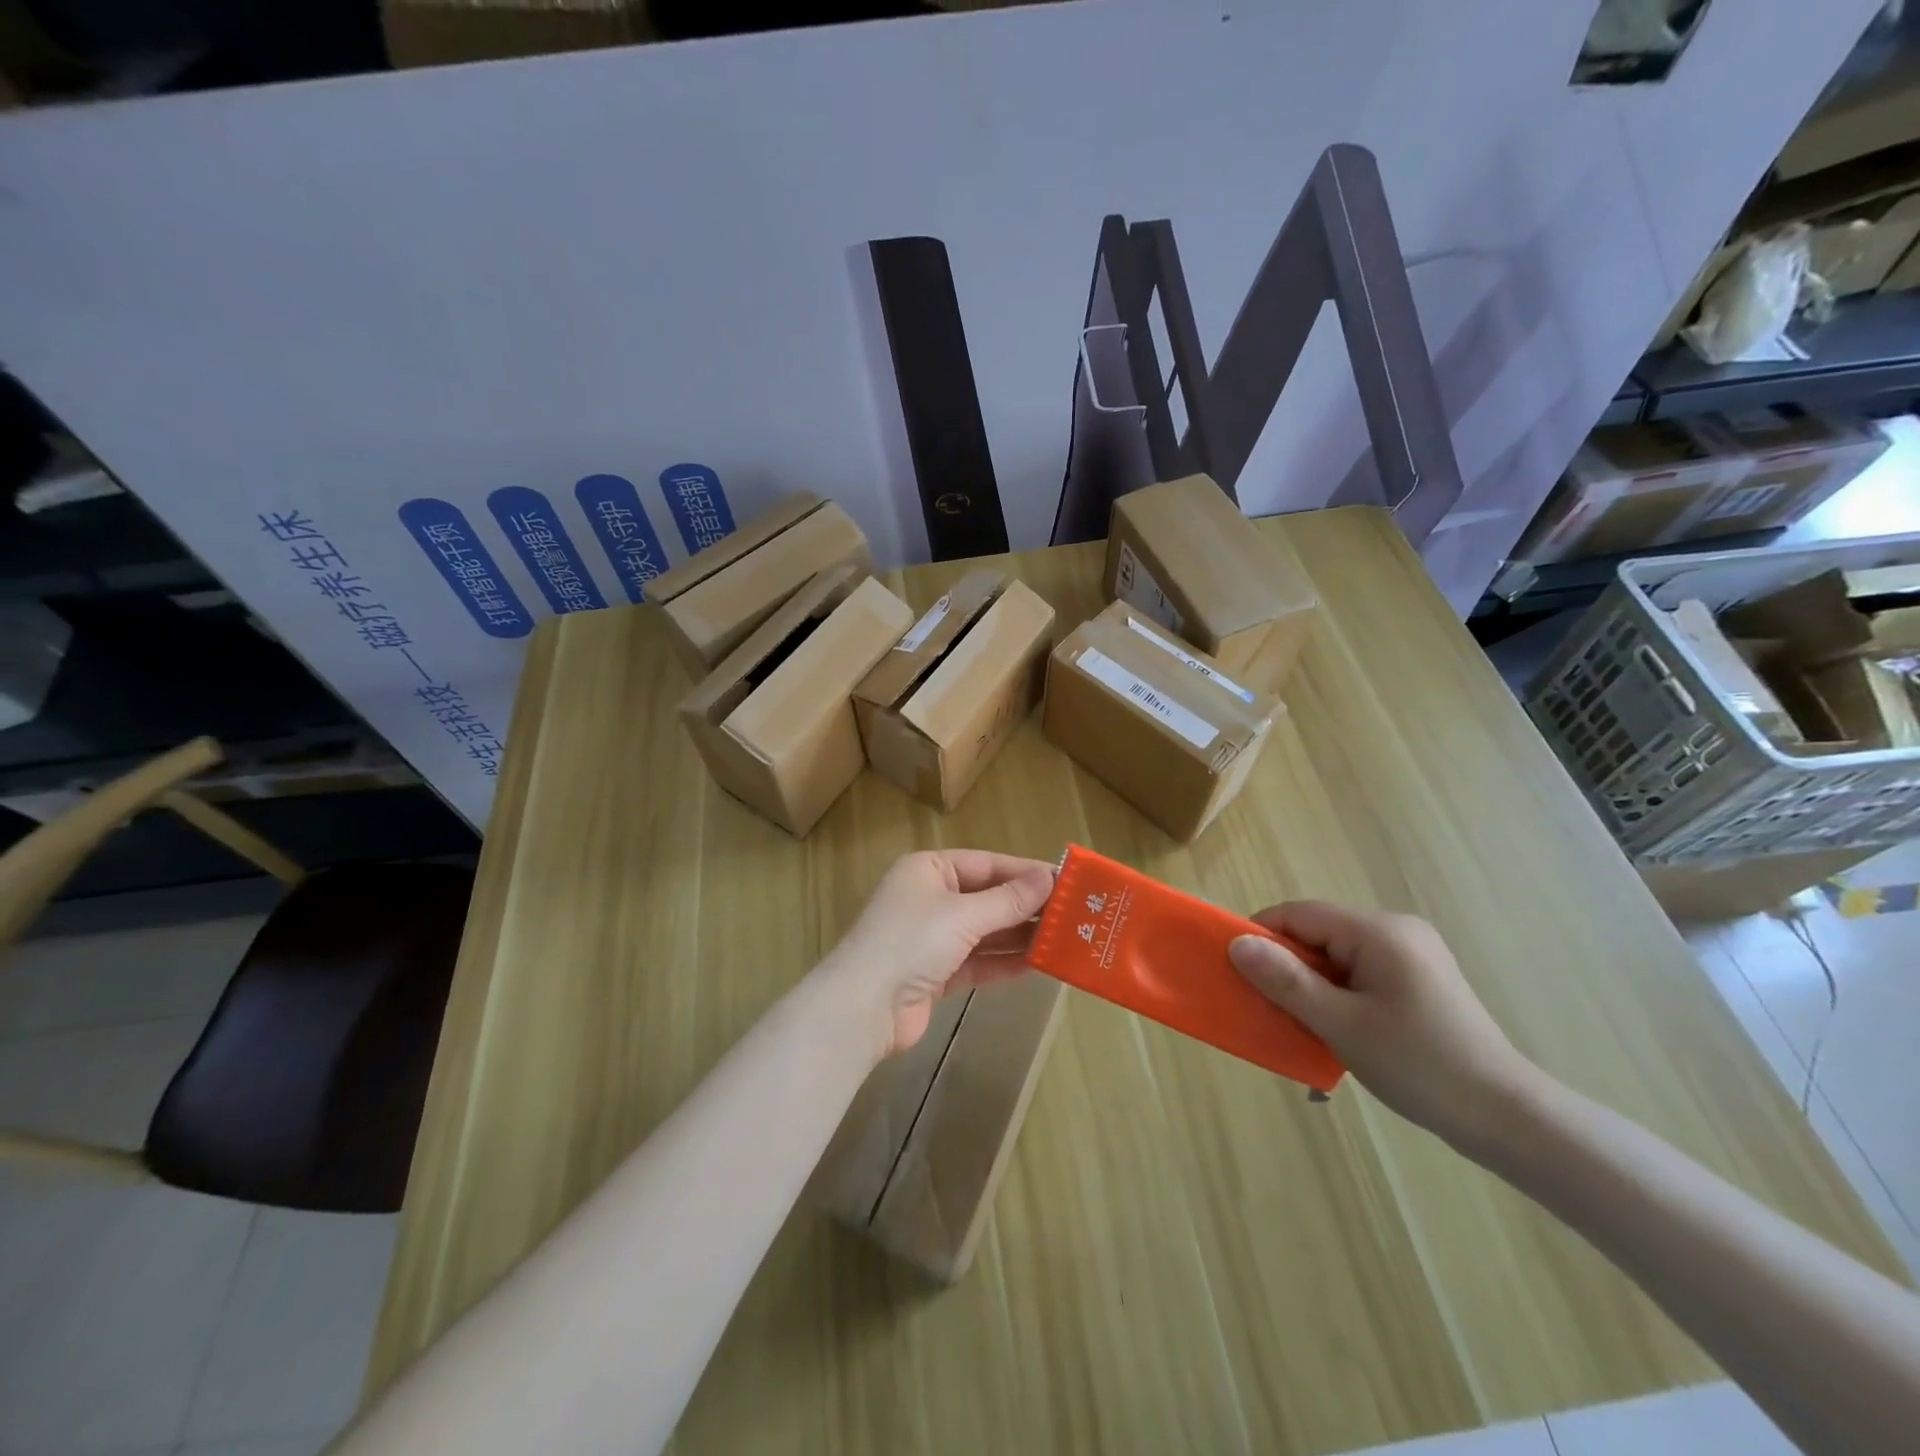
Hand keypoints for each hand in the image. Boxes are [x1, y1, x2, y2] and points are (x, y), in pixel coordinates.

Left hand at [819, 850, 1056, 1057]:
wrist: (862, 1009)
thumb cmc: (911, 942)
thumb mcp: (963, 915)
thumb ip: (1008, 899)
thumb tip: (1050, 877)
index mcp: (928, 870)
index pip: (987, 864)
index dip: (1026, 872)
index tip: (1067, 881)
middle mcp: (930, 898)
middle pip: (988, 898)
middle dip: (1027, 907)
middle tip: (1074, 914)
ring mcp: (932, 938)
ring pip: (986, 932)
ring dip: (1020, 936)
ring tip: (1064, 939)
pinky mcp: (936, 974)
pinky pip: (978, 961)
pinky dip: (1005, 962)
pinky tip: (1038, 965)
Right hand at [1228, 901, 1540, 1147]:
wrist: (1508, 1119)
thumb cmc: (1419, 1066)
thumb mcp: (1341, 1024)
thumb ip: (1286, 980)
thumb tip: (1237, 944)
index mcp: (1379, 931)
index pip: (1299, 914)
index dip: (1261, 936)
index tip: (1238, 973)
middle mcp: (1396, 930)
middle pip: (1317, 933)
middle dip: (1286, 965)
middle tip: (1269, 1007)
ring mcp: (1412, 954)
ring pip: (1336, 955)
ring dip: (1311, 984)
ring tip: (1302, 1024)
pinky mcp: (1419, 979)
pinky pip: (1359, 972)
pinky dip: (1337, 994)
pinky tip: (1336, 1029)